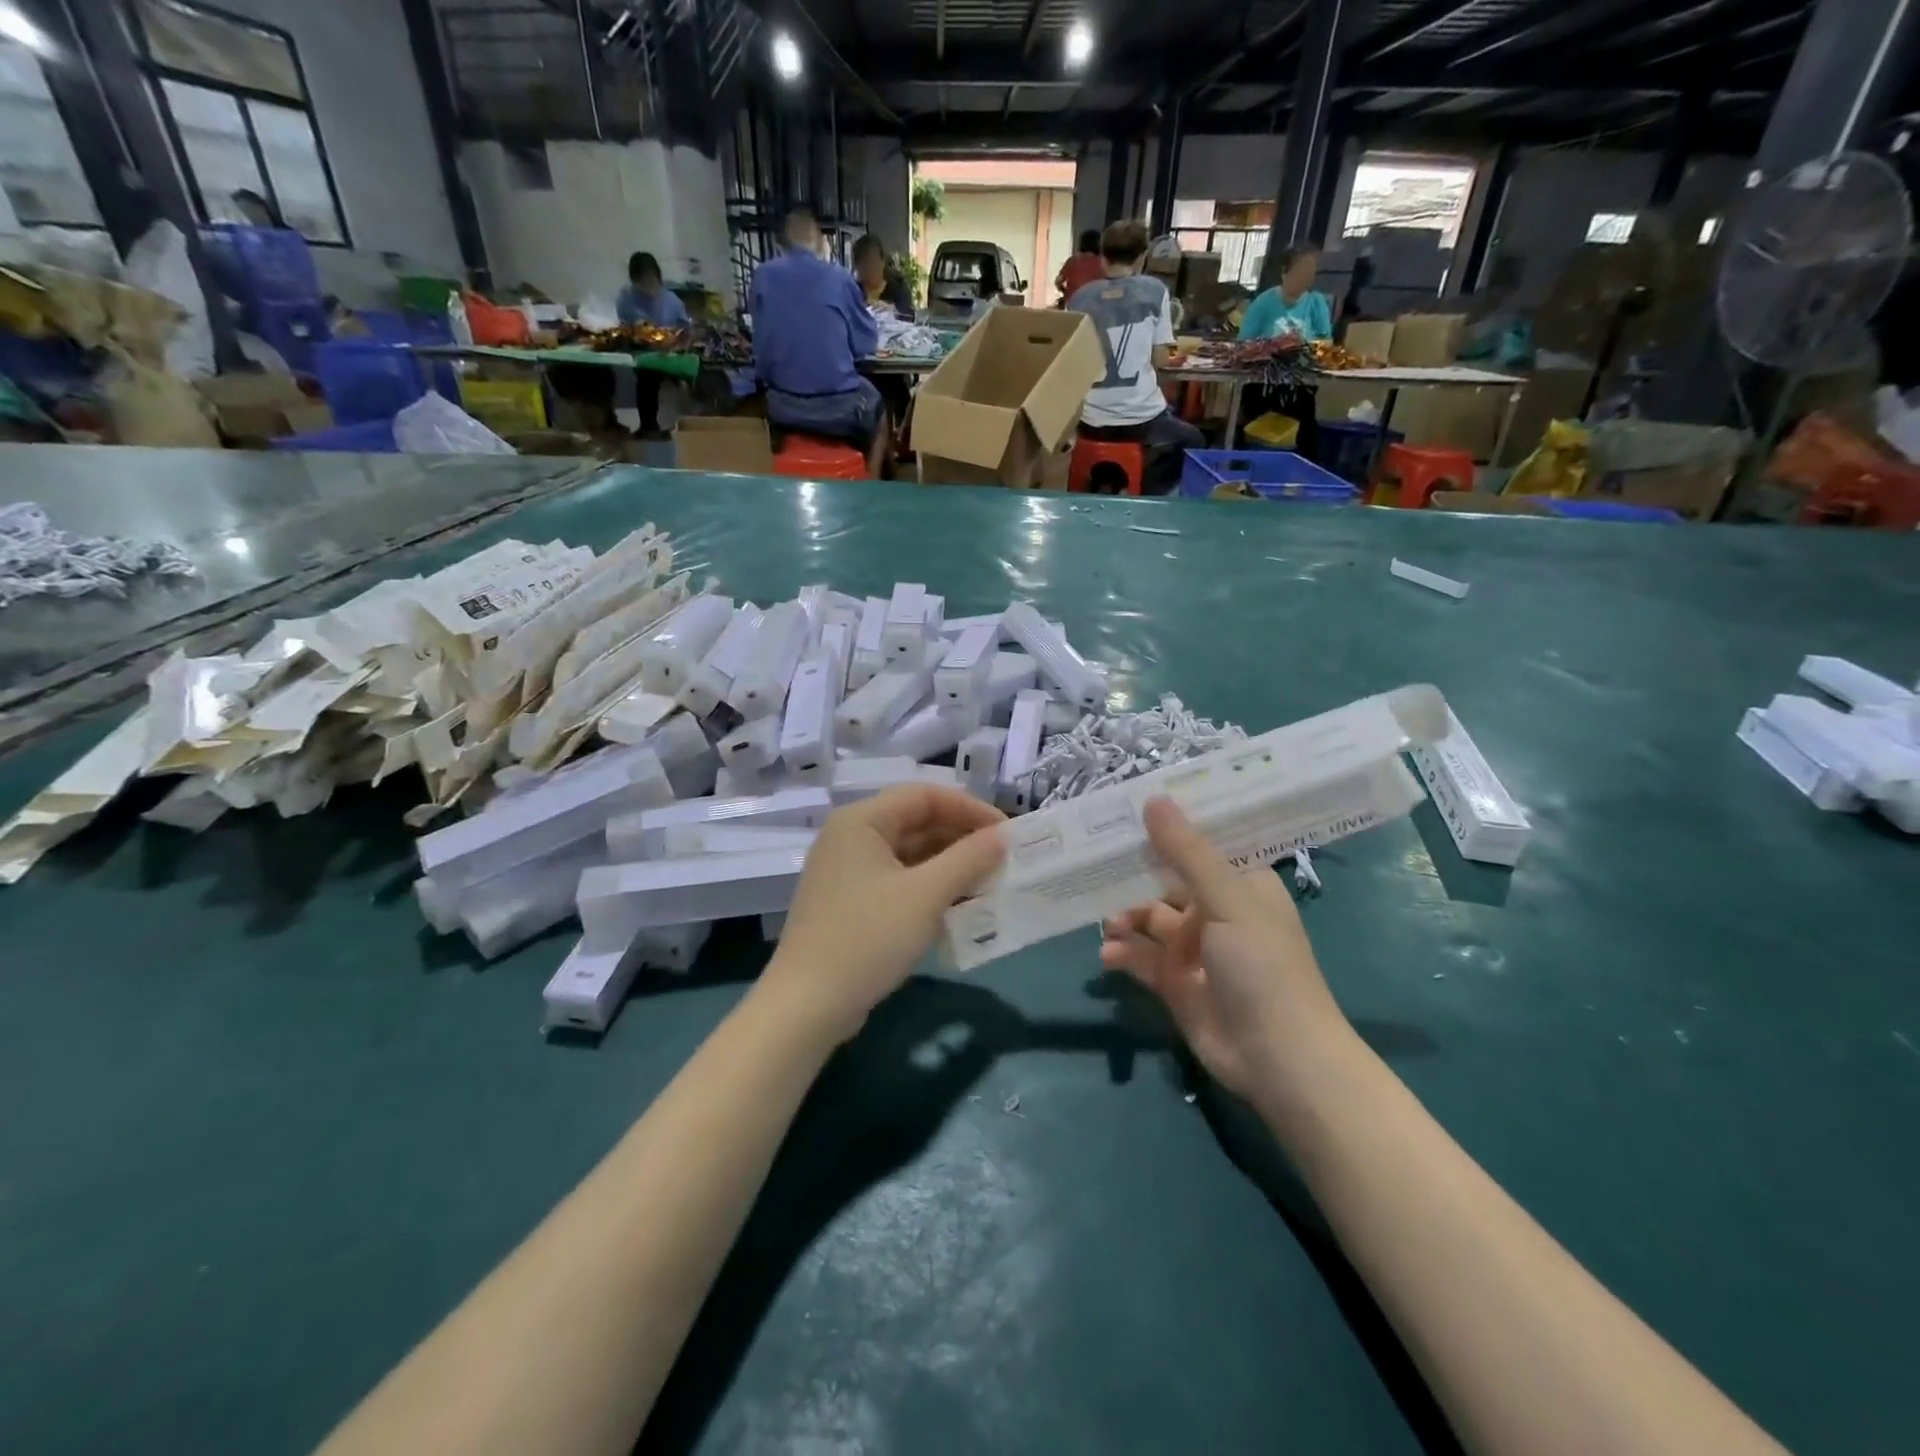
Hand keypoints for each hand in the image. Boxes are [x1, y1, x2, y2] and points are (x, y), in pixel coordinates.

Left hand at [763, 785, 1005, 1043]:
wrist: (808, 1005)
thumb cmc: (868, 938)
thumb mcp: (926, 895)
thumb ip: (968, 859)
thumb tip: (1002, 836)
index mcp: (861, 821)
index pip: (924, 795)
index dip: (969, 808)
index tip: (1006, 833)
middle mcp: (851, 836)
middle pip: (916, 822)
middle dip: (961, 838)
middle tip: (1003, 860)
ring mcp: (848, 871)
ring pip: (909, 854)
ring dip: (949, 865)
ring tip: (988, 883)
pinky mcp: (850, 902)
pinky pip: (898, 880)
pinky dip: (929, 887)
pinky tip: (958, 906)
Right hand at [1100, 797, 1348, 1098]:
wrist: (1278, 1058)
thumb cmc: (1262, 965)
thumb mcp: (1226, 900)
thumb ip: (1186, 853)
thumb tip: (1153, 799)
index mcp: (1241, 884)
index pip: (1199, 845)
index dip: (1167, 828)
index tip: (1126, 810)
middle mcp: (1218, 911)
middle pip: (1167, 881)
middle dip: (1134, 876)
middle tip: (1094, 862)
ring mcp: (1196, 949)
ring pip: (1150, 920)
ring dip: (1126, 918)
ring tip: (1108, 922)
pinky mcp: (1177, 983)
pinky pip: (1142, 959)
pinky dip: (1123, 954)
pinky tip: (1108, 955)